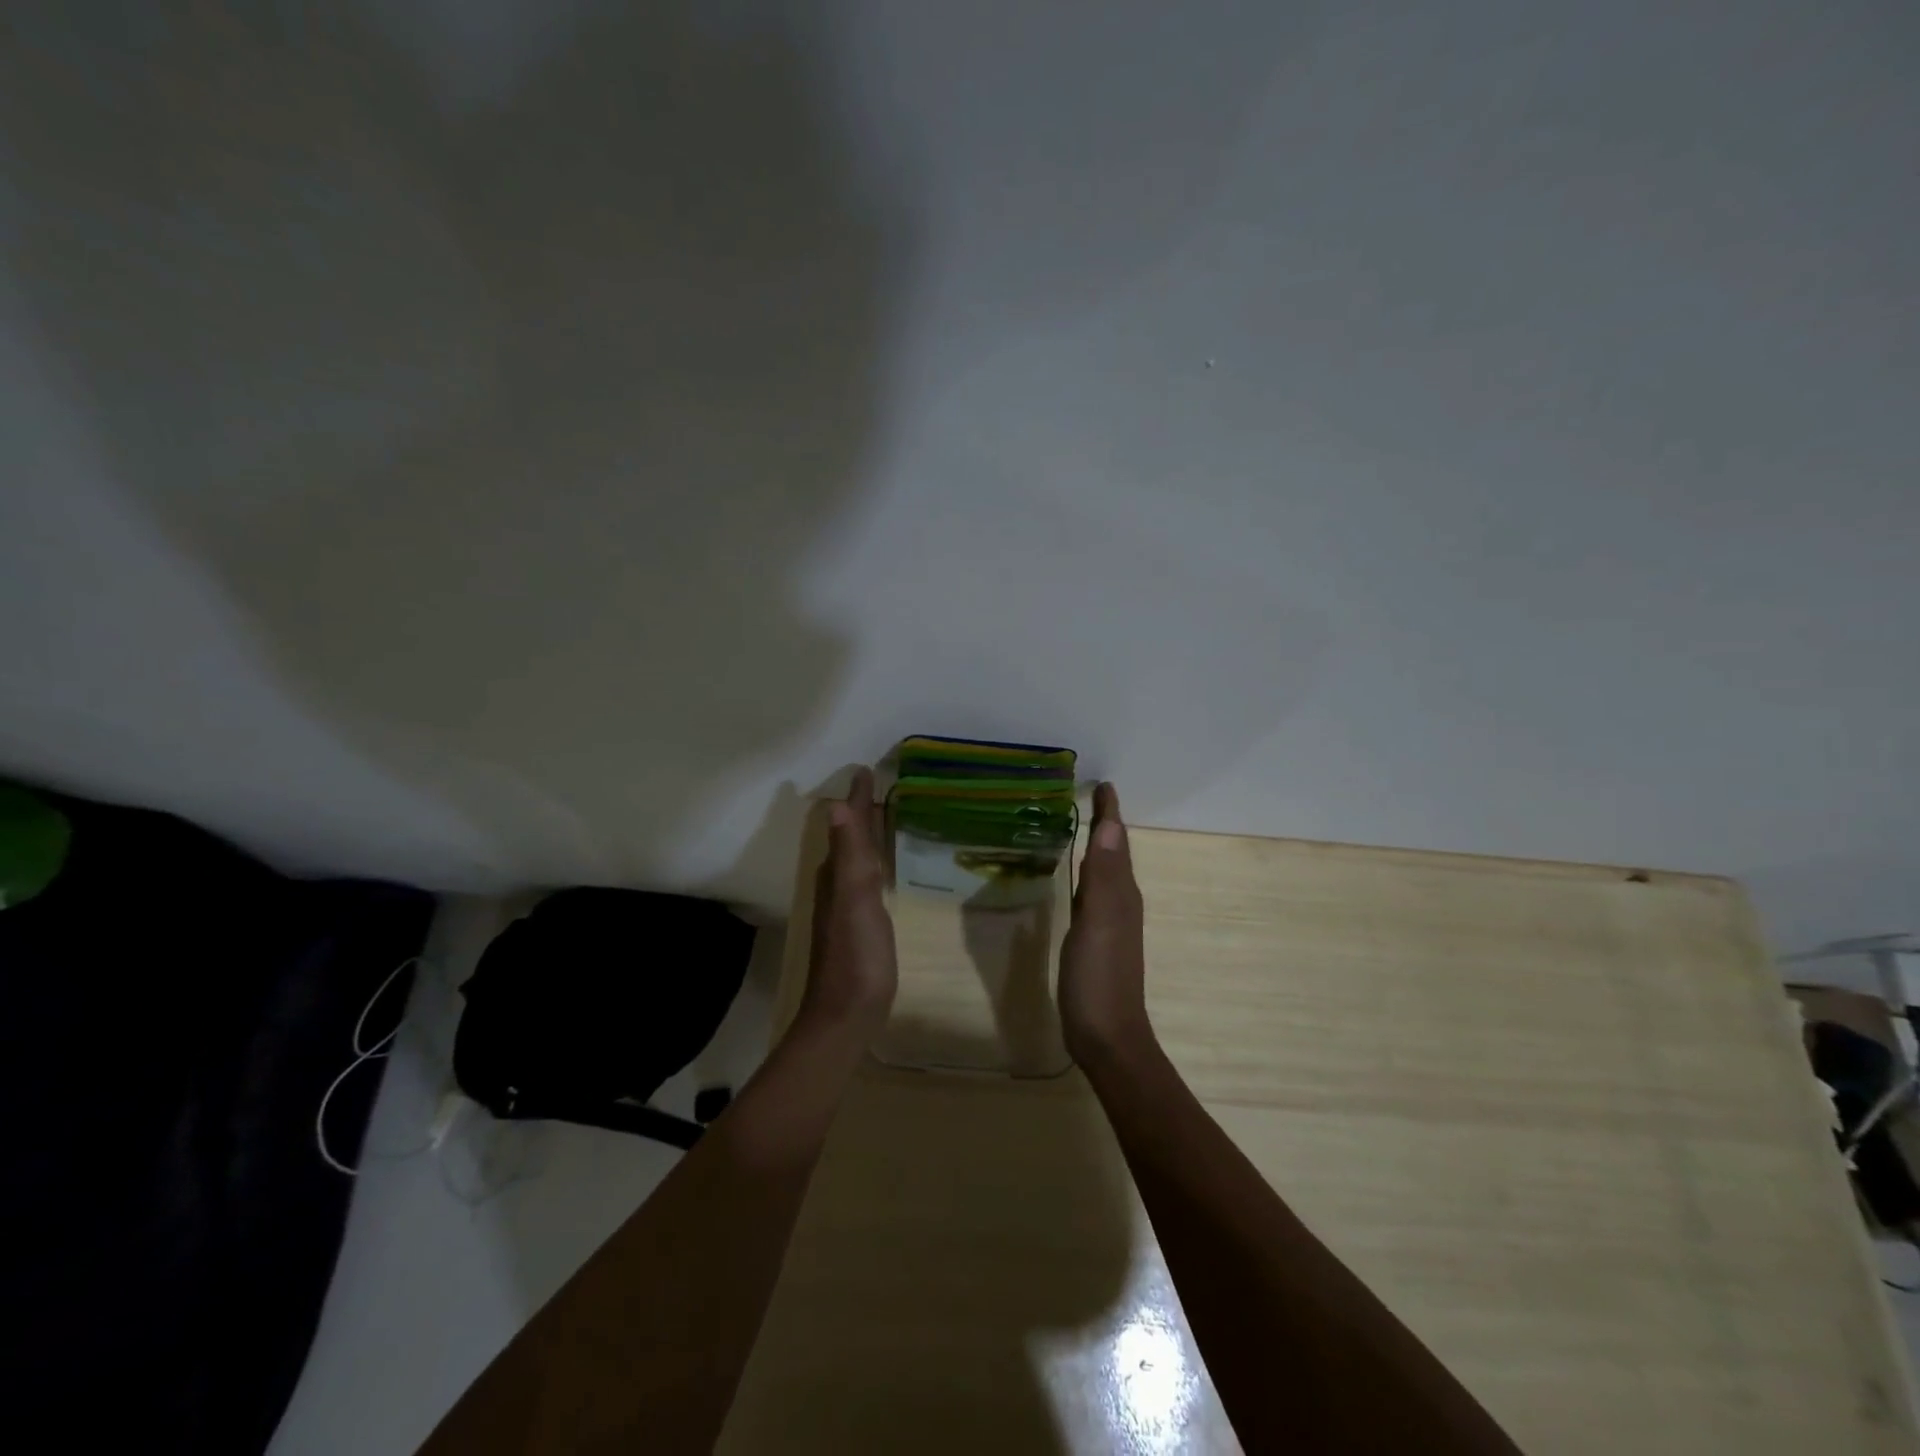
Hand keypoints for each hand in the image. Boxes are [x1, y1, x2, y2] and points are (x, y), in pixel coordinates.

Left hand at [799, 766, 897, 1039]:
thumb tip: (838, 805)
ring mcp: (848, 906)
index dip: (859, 798)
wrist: (848, 1014)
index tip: (867, 770)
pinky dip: (876, 861)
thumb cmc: (856, 955)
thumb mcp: (855, 900)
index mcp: (837, 873)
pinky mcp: (861, 924)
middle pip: (852, 838)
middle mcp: (838, 884)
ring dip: (869, 835)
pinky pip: (868, 878)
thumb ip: (849, 855)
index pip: (850, 825)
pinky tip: (886, 866)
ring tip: (888, 816)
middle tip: (882, 786)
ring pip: (858, 858)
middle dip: (864, 811)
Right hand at [1059, 782, 1153, 1067]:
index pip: (1117, 842)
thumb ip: (1105, 876)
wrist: (1107, 1037)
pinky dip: (1086, 873)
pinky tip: (1074, 877)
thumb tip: (1112, 825)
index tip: (1103, 784)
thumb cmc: (1099, 978)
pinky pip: (1093, 892)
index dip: (1110, 813)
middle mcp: (1120, 902)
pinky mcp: (1096, 939)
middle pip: (1114, 852)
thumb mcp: (1100, 922)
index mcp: (1122, 893)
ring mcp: (1109, 922)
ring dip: (1097, 846)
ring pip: (1106, 872)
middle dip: (1105, 823)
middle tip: (1087, 797)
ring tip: (1079, 825)